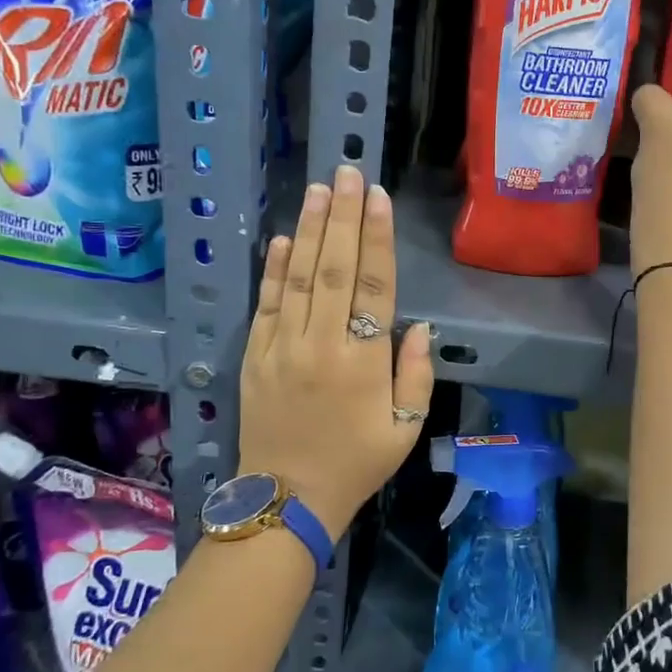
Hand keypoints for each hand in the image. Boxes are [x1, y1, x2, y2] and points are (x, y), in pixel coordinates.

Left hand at [238, 165, 433, 538]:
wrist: (287, 499)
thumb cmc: (357, 464)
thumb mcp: (405, 427)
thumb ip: (415, 374)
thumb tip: (416, 326)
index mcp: (362, 362)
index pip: (372, 286)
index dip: (376, 239)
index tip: (377, 198)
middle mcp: (321, 344)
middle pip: (333, 269)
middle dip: (343, 217)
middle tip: (347, 173)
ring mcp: (282, 348)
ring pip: (298, 277)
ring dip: (310, 230)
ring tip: (319, 190)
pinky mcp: (254, 357)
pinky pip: (265, 304)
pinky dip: (274, 269)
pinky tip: (284, 238)